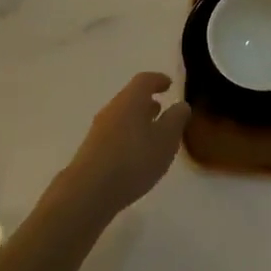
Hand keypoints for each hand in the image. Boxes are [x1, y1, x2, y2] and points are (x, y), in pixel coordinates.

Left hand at [53, 72, 190, 221]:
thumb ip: (176, 120)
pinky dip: (129, 135)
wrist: (90, 190)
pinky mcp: (93, 149)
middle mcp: (113, 108)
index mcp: (131, 99)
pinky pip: (115, 133)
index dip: (158, 80)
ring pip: (123, 116)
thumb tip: (181, 104)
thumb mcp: (166, 139)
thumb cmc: (134, 159)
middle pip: (131, 97)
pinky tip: (136, 154)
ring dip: (138, 119)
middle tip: (163, 109)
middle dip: (148, 101)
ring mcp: (99, 129)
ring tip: (153, 133)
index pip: (145, 80)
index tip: (169, 84)